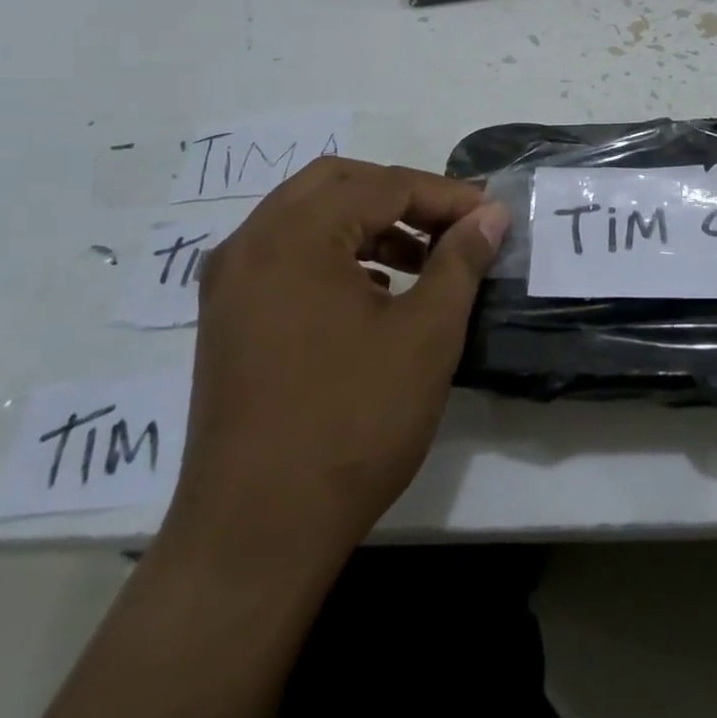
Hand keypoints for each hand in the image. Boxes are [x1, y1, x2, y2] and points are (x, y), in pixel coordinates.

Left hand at [162, 158, 507, 575]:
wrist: (256, 534)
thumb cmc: (351, 423)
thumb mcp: (425, 335)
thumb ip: (460, 261)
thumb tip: (490, 214)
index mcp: (294, 236)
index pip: (383, 186)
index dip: (445, 195)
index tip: (490, 215)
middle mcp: (251, 243)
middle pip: (337, 183)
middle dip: (401, 195)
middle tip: (450, 225)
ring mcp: (230, 281)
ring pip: (307, 216)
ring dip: (368, 222)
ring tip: (421, 259)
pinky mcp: (226, 317)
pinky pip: (287, 254)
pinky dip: (335, 252)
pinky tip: (374, 291)